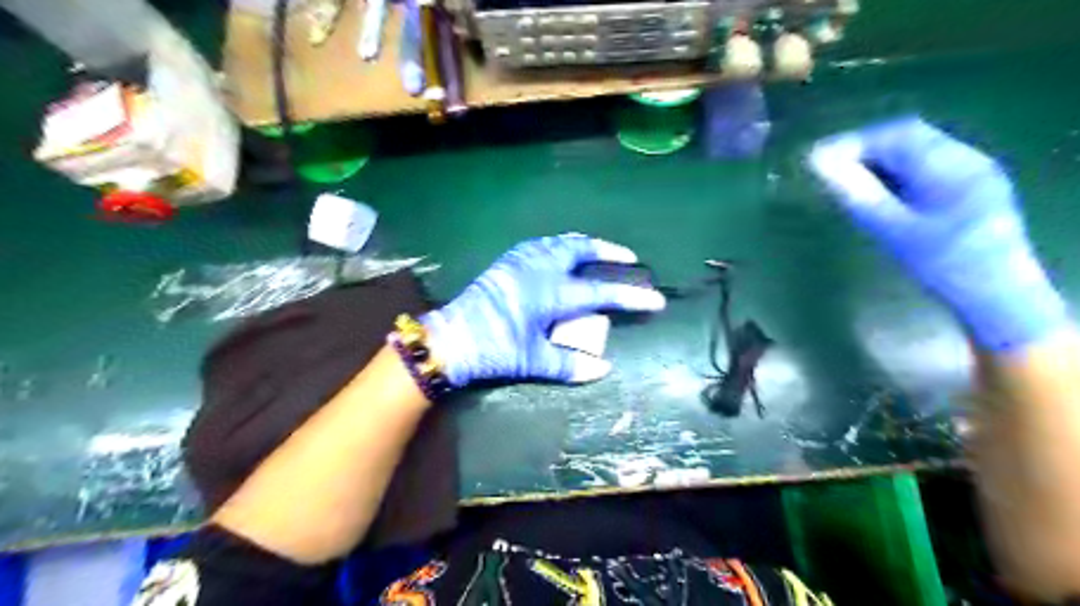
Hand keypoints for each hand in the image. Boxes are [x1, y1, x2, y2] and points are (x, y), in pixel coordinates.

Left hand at [421, 234, 666, 384]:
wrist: (450, 337)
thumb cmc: (494, 349)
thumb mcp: (532, 361)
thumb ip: (570, 365)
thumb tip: (603, 369)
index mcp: (552, 292)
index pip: (601, 293)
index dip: (631, 297)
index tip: (656, 300)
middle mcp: (540, 267)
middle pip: (582, 249)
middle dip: (608, 251)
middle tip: (627, 258)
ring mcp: (521, 260)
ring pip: (560, 241)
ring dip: (583, 244)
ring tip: (597, 251)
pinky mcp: (507, 261)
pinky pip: (542, 244)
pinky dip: (559, 244)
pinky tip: (559, 254)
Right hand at [816, 115, 1065, 348]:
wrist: (998, 297)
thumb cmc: (943, 265)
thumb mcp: (894, 231)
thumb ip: (857, 193)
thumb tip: (819, 165)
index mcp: (952, 166)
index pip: (897, 136)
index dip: (853, 143)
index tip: (817, 161)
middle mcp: (967, 160)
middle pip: (908, 139)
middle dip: (865, 150)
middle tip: (828, 170)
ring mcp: (973, 174)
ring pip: (917, 152)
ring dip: (879, 161)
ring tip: (847, 181)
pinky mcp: (971, 190)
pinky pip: (926, 168)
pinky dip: (896, 173)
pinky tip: (879, 192)